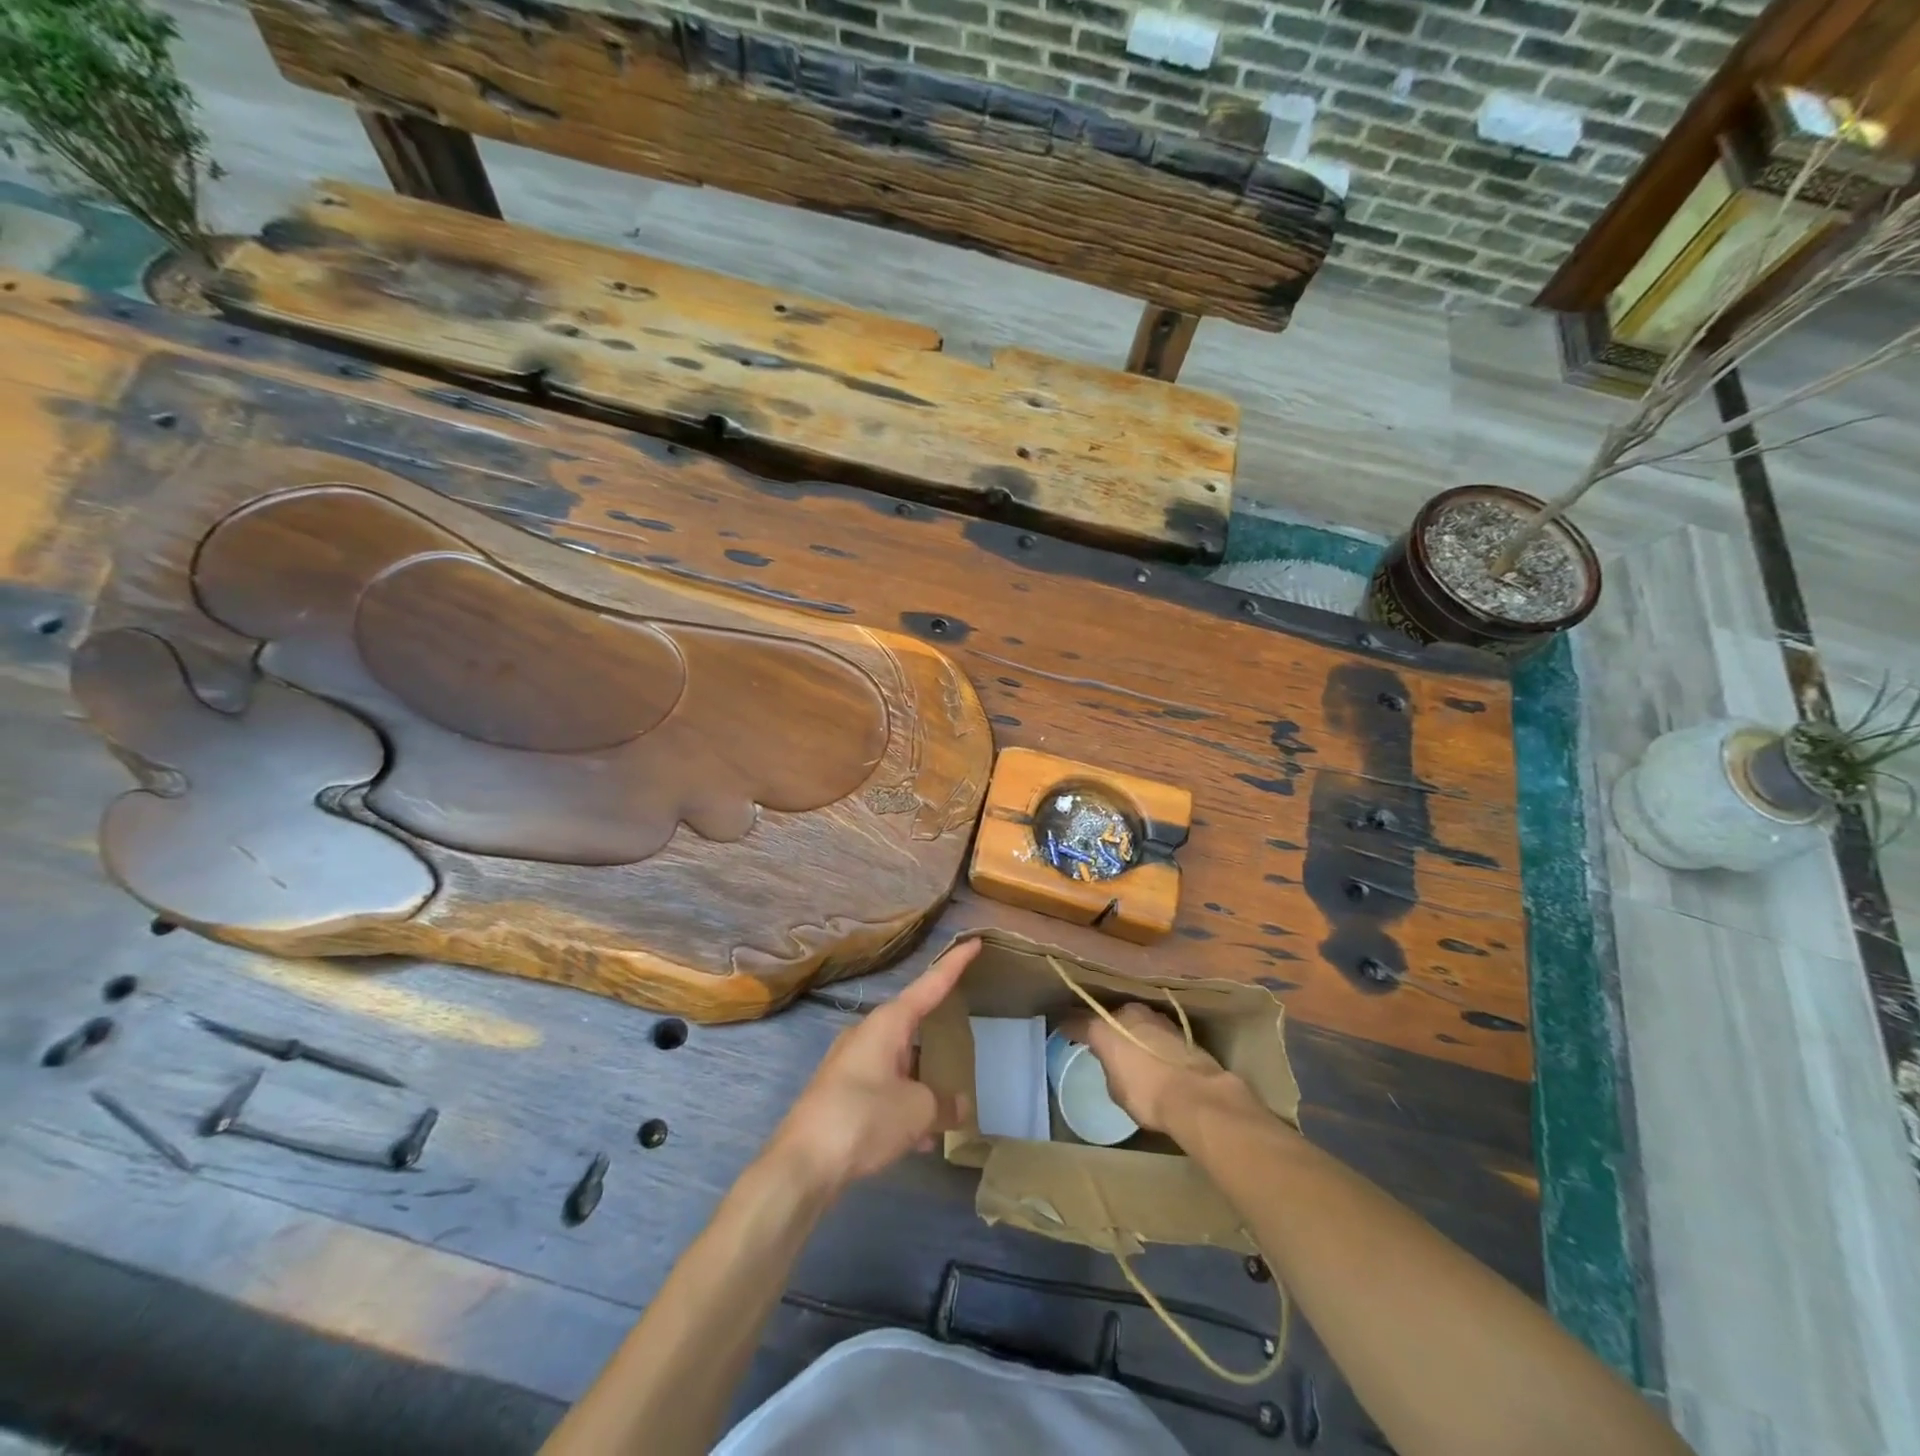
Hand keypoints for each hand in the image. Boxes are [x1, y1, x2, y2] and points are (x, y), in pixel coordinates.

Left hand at [766, 938, 978, 1194]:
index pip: (930, 984)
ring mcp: (851, 1064)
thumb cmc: (864, 1118)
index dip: (954, 964)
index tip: (974, 942)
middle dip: (938, 1036)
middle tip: (965, 1038)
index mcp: (887, 1023)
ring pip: (899, 1062)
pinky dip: (904, 1105)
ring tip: (948, 1109)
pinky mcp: (841, 1094)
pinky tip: (919, 1141)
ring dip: (922, 1081)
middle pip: (912, 1025)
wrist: (802, 1163)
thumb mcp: (917, 1110)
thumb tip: (958, 1105)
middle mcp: (867, 1034)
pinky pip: (884, 1089)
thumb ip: (944, 1104)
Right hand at [1061, 1001, 1244, 1132]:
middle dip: (1105, 1027)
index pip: (1078, 1022)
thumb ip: (1109, 1067)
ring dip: (1130, 1031)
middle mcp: (1126, 1013)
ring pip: (1133, 1020)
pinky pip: (1153, 1030)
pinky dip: (1150, 1038)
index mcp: (1103, 1027)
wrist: (1196, 1095)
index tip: (1063, 1031)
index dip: (1069, 1028)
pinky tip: (1152, 1052)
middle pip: (1109, 1017)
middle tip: (1102, 1043)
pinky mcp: (1177, 1026)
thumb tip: (1114, 1062)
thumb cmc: (1146, 1095)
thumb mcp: (1116, 1088)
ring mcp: (1154, 1016)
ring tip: (1130, 1048)